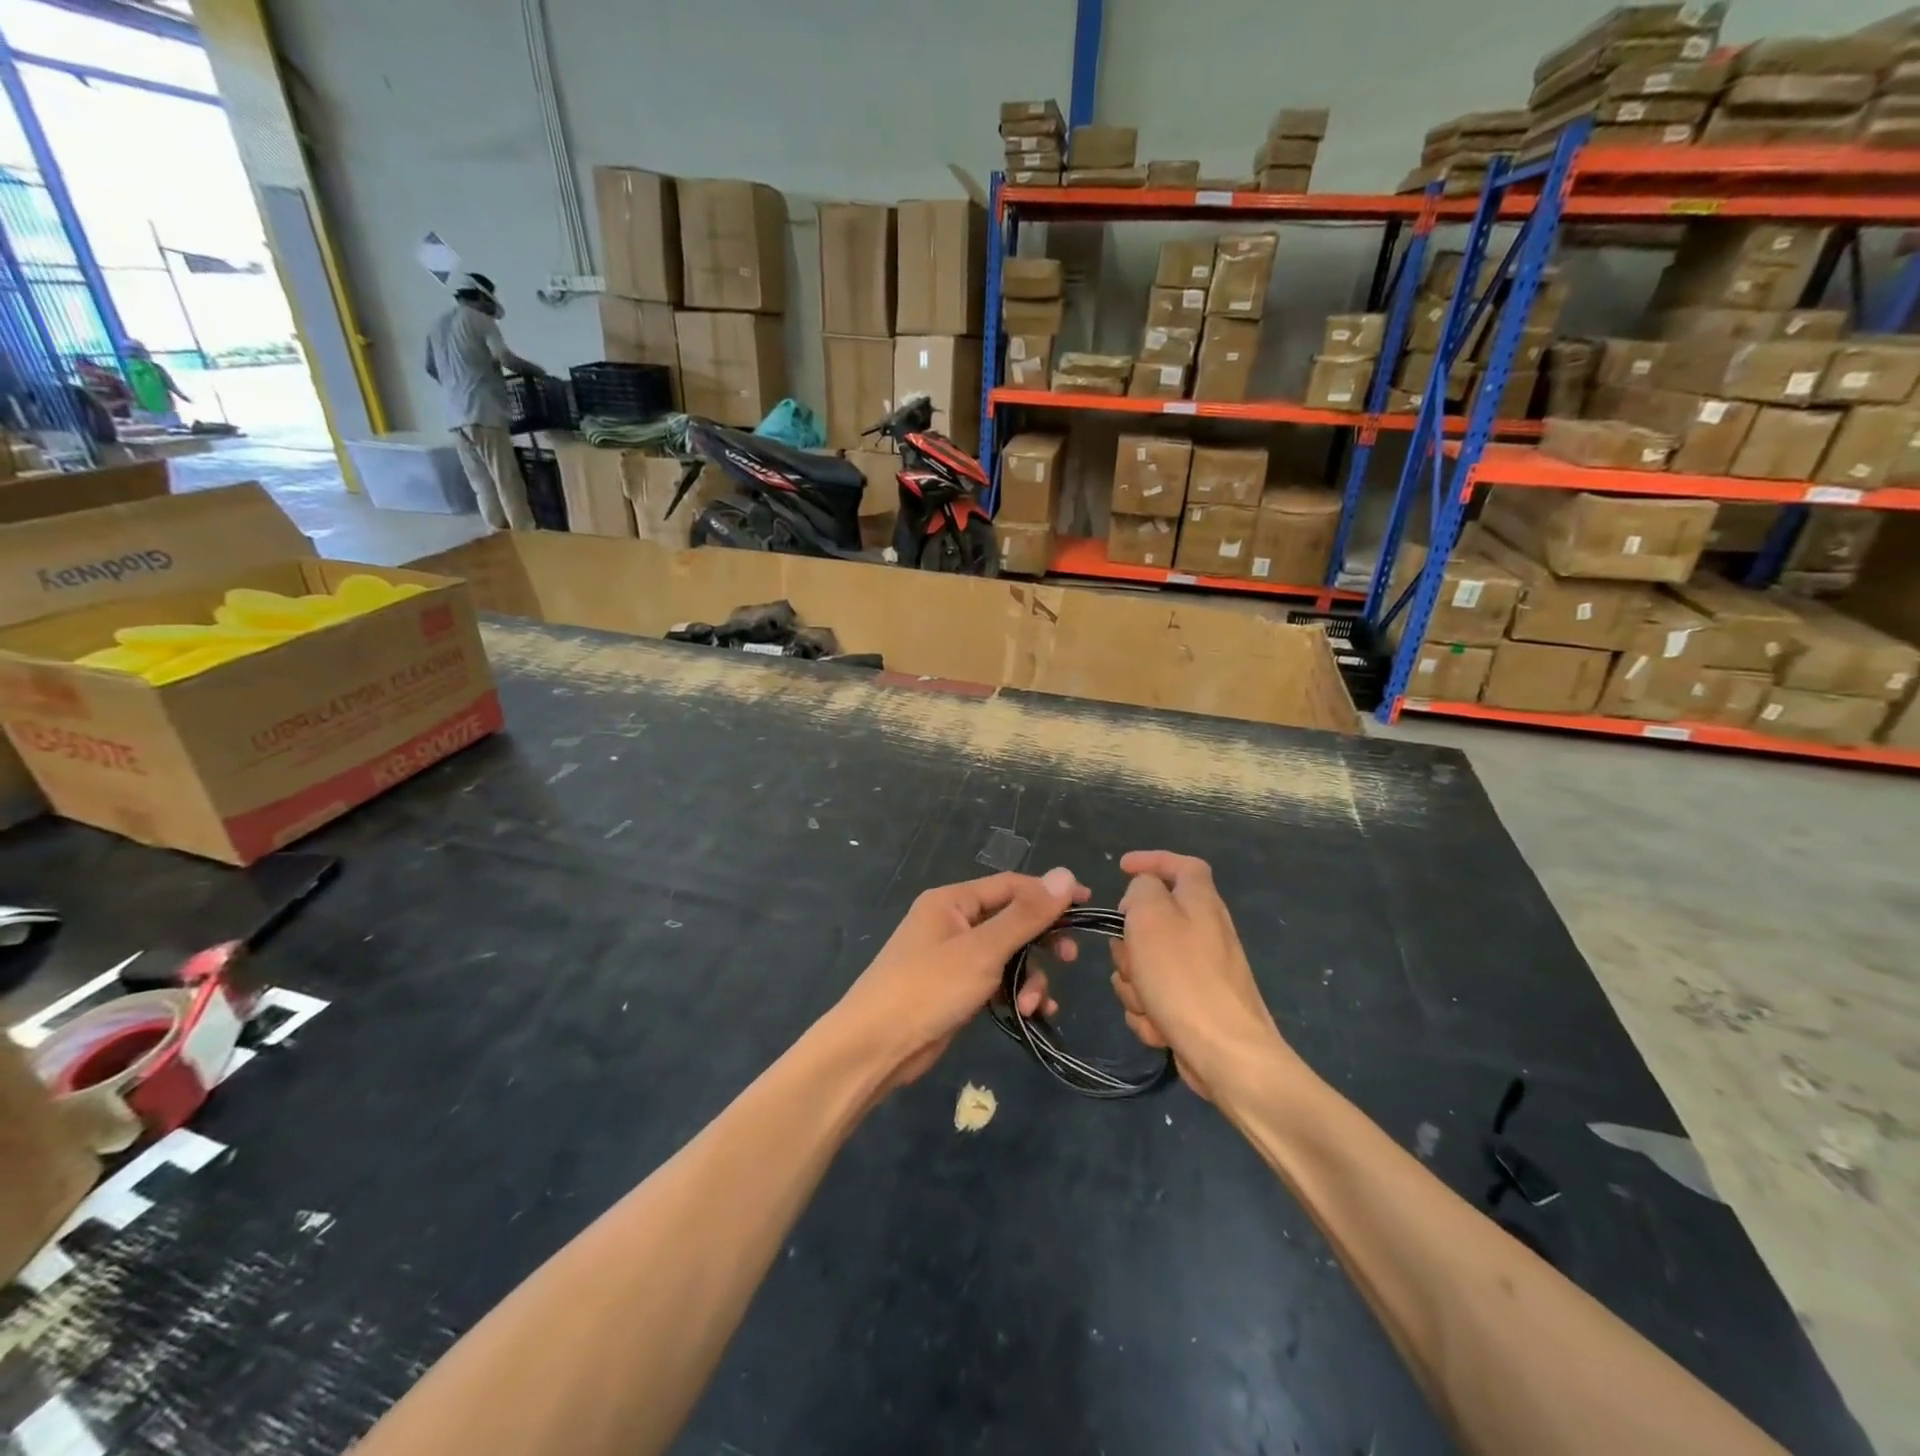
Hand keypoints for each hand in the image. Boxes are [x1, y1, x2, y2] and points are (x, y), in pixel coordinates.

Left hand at [833, 868, 1085, 1090]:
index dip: (1049, 894)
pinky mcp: (956, 989)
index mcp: (953, 901)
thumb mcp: (983, 950)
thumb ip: (1026, 915)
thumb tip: (1065, 874)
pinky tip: (1028, 1015)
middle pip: (1012, 921)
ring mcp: (953, 958)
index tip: (1088, 906)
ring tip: (1032, 1005)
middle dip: (1041, 942)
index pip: (1011, 886)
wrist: (874, 1047)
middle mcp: (953, 922)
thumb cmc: (927, 988)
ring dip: (1028, 977)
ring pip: (1007, 956)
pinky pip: (996, 981)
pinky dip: (1014, 994)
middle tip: (1069, 959)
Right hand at [1109, 851, 1286, 1100]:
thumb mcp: (1151, 916)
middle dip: (1128, 944)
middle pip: (1150, 921)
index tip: (1121, 868)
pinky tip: (1160, 1027)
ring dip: (1134, 984)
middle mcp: (1204, 931)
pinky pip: (1153, 997)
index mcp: (1200, 901)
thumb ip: (1141, 890)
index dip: (1152, 860)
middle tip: (1131, 957)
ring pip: (1144, 964)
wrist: (1225, 1052)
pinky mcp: (1193, 1006)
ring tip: (1149, 1002)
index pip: (1181, 864)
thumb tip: (1141, 896)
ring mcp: (1200, 971)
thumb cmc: (1183, 976)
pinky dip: (1149, 1012)